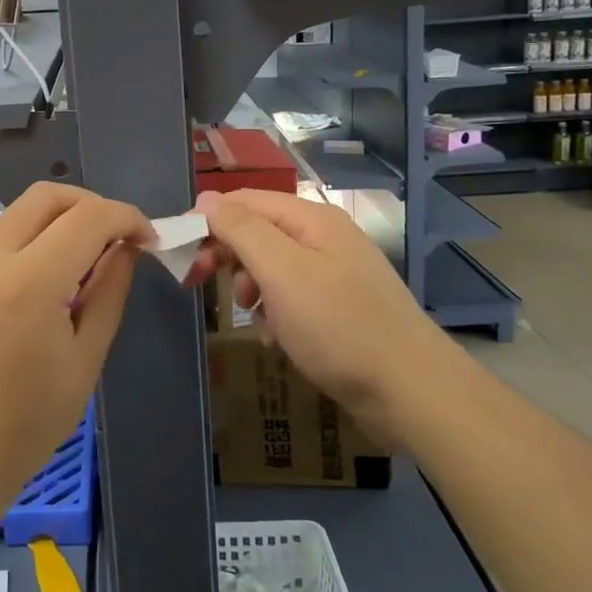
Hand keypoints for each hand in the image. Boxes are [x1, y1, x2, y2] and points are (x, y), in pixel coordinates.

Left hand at [0, 183, 153, 523]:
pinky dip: (30, 245)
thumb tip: (125, 250)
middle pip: (45, 196)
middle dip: (90, 204)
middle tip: (116, 237)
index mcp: (29, 282)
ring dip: (58, 222)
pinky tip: (44, 287)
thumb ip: (108, 294)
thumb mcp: (85, 361)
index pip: (87, 217)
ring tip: (83, 265)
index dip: (126, 217)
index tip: (148, 239)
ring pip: (17, 216)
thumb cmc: (27, 425)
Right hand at [188, 188, 448, 438]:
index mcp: (311, 218)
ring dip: (250, 285)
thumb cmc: (338, 327)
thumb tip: (206, 199)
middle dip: (226, 254)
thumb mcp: (281, 272)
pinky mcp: (341, 306)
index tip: (179, 252)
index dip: (207, 219)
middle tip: (198, 283)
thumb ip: (241, 230)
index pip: (244, 200)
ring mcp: (336, 272)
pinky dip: (275, 310)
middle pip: (258, 230)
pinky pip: (292, 294)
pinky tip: (275, 335)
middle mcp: (324, 237)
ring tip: (250, 315)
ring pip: (272, 264)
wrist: (412, 392)